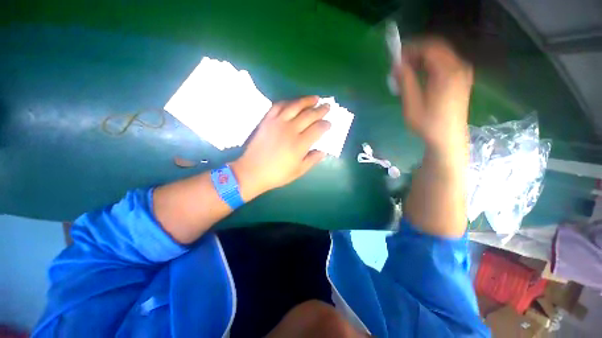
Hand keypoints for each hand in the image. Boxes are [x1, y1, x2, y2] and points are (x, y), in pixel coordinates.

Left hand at [231, 96, 330, 199]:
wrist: (252, 171)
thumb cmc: (277, 174)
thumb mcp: (298, 171)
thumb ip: (312, 160)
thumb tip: (323, 151)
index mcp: (300, 144)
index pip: (318, 129)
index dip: (325, 125)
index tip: (329, 123)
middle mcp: (291, 130)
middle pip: (309, 115)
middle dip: (321, 110)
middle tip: (327, 106)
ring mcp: (278, 123)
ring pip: (295, 106)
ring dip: (307, 100)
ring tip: (315, 98)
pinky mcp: (267, 120)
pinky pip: (278, 106)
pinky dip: (288, 102)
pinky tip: (293, 102)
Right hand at [393, 37, 472, 151]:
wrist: (448, 138)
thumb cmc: (428, 124)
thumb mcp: (412, 104)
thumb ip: (405, 81)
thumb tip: (397, 64)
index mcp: (447, 72)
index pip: (430, 48)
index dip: (411, 49)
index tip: (396, 58)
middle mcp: (459, 67)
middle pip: (437, 48)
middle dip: (416, 53)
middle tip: (400, 65)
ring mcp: (462, 72)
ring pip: (441, 55)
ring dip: (422, 59)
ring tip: (407, 73)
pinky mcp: (461, 79)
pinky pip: (445, 63)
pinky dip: (430, 65)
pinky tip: (420, 77)